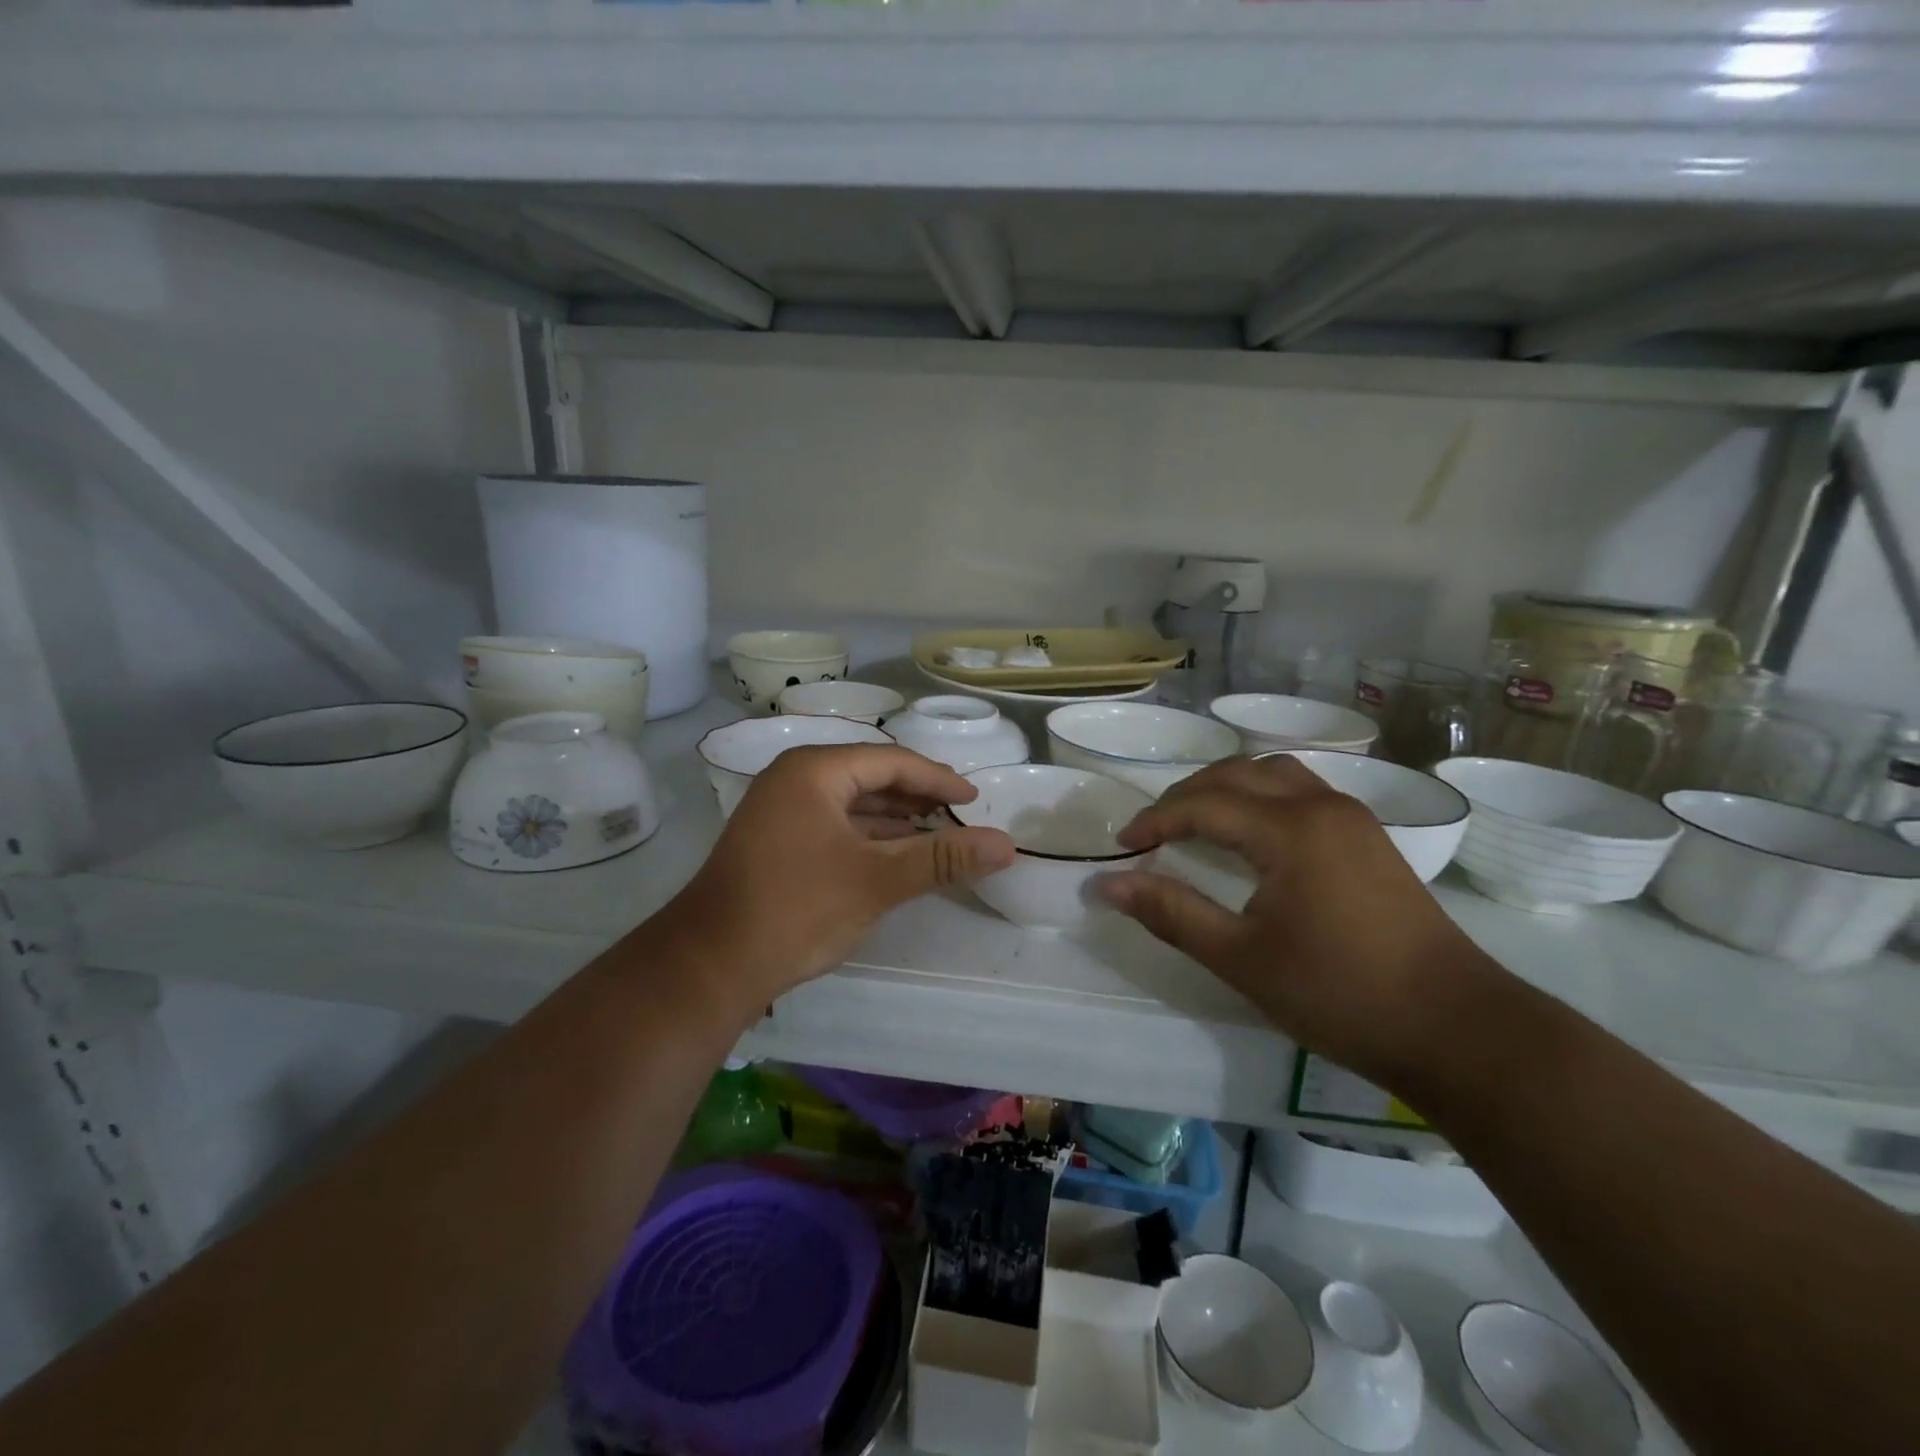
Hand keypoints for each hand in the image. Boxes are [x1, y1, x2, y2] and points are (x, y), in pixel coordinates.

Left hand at [653, 744, 1015, 1021]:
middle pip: (870, 776)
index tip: (974, 800)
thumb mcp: (877, 881)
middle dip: (917, 796)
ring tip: (938, 833)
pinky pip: (835, 824)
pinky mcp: (776, 840)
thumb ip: (942, 858)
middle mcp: (794, 778)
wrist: (711, 964)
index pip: (891, 761)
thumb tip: (1006, 845)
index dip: (938, 779)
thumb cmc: (797, 909)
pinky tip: (896, 853)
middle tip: (960, 815)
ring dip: (895, 818)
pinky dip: (869, 836)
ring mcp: (780, 809)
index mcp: (814, 770)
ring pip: (852, 802)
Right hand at [1099, 755, 1500, 1088]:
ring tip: (1195, 823)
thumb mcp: (1241, 958)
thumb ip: (1171, 913)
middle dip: (1185, 796)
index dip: (1154, 820)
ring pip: (1273, 774)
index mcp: (1289, 828)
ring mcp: (1351, 817)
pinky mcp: (1368, 837)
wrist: (1456, 1028)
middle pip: (1237, 773)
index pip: (1202, 804)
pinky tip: (1250, 833)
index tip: (1122, 848)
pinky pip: (1299, 791)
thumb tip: (1107, 884)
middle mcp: (1321, 805)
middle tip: (1152, 833)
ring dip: (1226, 788)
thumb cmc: (1340, 993)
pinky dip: (1260, 796)